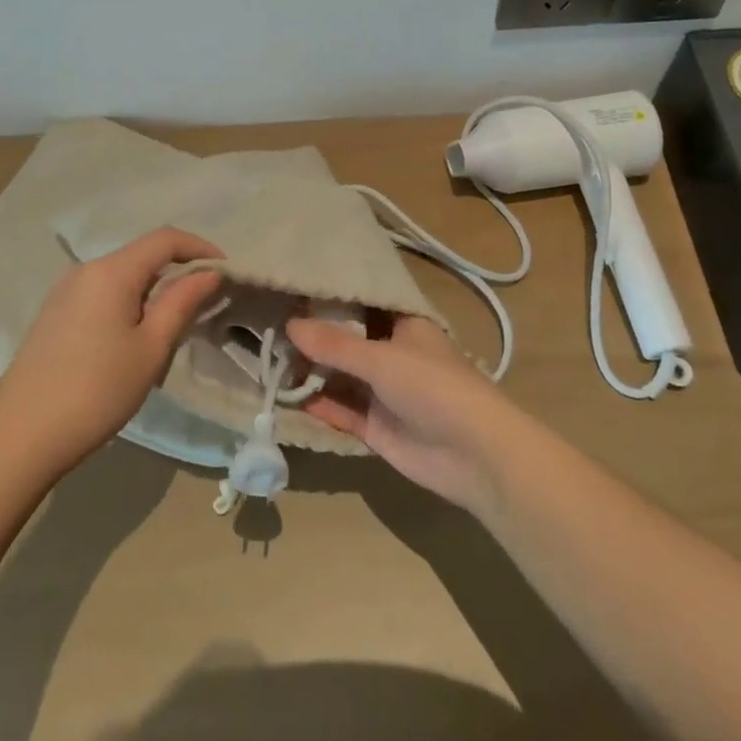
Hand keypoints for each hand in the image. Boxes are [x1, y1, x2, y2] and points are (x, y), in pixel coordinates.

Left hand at [0, 228, 223, 475]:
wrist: (22, 437)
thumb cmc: (97, 390)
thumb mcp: (151, 347)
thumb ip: (182, 302)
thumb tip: (209, 272)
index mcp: (111, 271)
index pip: (165, 239)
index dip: (200, 247)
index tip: (226, 270)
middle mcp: (85, 270)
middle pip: (142, 255)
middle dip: (178, 270)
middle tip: (204, 302)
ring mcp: (64, 292)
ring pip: (121, 276)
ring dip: (153, 289)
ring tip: (172, 324)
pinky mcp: (53, 314)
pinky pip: (101, 293)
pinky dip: (128, 301)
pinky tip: (133, 336)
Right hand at [286, 314, 517, 515]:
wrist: (474, 454)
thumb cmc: (433, 387)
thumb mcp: (382, 359)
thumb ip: (334, 345)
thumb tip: (289, 325)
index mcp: (404, 325)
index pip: (363, 303)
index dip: (332, 296)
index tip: (293, 286)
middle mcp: (392, 353)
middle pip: (347, 340)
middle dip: (313, 336)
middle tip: (267, 321)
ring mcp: (384, 391)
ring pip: (340, 376)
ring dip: (310, 371)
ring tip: (265, 356)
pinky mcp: (376, 426)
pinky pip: (340, 410)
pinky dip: (316, 404)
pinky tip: (283, 395)